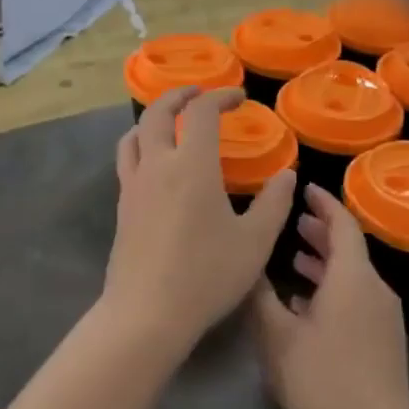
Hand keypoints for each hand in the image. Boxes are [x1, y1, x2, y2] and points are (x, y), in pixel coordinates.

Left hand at [102, 86, 295, 361]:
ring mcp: (134, 184)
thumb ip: (274, 204)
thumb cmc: (206, 275)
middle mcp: (158, 164)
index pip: (201, 112)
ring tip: (171, 121)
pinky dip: (141, 144)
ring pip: (135, 133)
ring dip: (154, 117)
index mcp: (192, 164)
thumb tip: (287, 175)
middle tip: (198, 94)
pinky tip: (155, 163)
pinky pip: (127, 159)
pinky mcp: (122, 206)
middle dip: (179, 95)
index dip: (220, 97)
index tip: (238, 98)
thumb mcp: (254, 242)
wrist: (146, 314)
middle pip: (158, 111)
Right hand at [251, 186, 408, 408]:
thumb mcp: (278, 338)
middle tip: (292, 223)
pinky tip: (307, 306)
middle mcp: (375, 289)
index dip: (323, 203)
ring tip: (295, 258)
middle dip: (321, 232)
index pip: (342, 224)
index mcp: (353, 278)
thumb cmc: (323, 384)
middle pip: (349, 248)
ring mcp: (384, 317)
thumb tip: (248, 264)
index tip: (303, 189)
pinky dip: (334, 289)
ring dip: (326, 262)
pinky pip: (358, 298)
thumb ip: (261, 296)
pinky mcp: (385, 342)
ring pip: (353, 275)